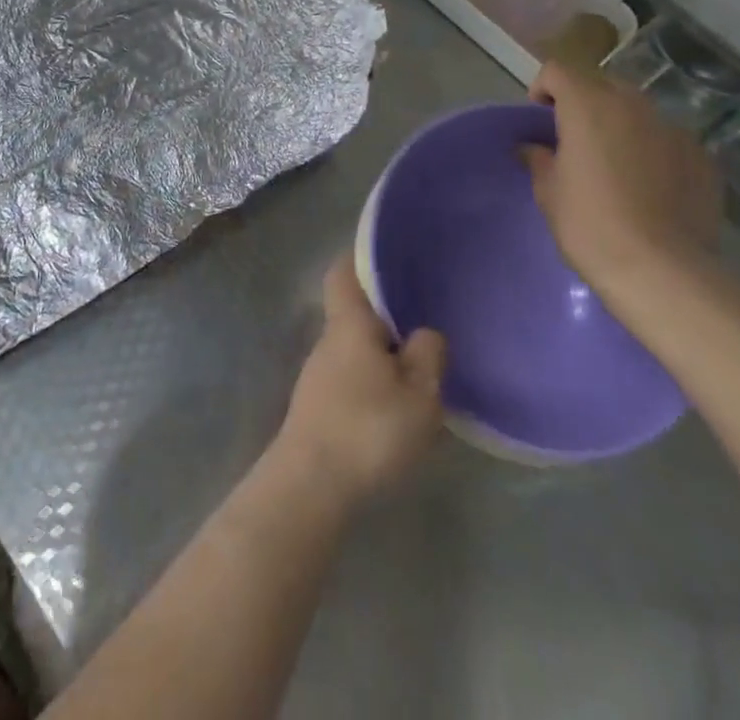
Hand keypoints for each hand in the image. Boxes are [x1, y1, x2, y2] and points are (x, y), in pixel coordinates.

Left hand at [274, 255, 446, 507]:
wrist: (311, 484)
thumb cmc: (369, 428)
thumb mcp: (419, 395)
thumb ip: (428, 356)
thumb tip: (425, 333)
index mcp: (349, 323)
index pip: (343, 272)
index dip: (360, 258)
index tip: (388, 255)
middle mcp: (328, 340)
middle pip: (353, 313)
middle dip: (384, 316)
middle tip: (423, 321)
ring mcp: (318, 375)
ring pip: (353, 348)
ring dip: (381, 353)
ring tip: (419, 368)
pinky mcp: (317, 407)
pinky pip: (350, 377)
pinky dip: (372, 381)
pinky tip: (396, 407)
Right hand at [523, 60, 722, 302]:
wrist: (662, 271)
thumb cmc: (589, 225)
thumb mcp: (549, 192)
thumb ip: (539, 159)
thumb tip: (534, 148)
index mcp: (588, 106)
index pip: (558, 70)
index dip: (544, 89)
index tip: (540, 120)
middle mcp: (633, 106)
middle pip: (601, 84)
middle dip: (585, 102)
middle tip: (576, 141)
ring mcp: (674, 129)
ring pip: (639, 111)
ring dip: (621, 124)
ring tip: (616, 165)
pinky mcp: (704, 157)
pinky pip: (669, 140)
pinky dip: (655, 151)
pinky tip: (652, 188)